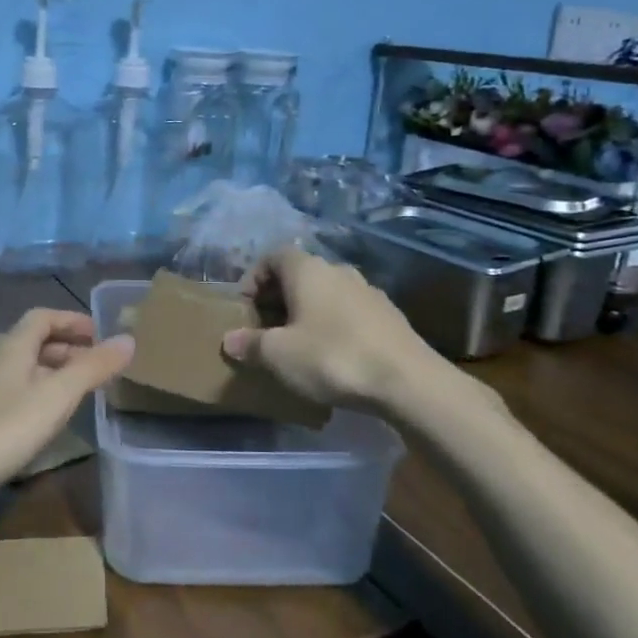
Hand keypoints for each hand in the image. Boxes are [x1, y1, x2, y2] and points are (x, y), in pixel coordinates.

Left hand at [0, 309, 132, 510]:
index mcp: (12, 348)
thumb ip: (92, 368)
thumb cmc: (2, 429)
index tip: (98, 333)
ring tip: (77, 393)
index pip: (41, 318)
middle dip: (66, 348)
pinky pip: (14, 394)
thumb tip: (128, 339)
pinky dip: (37, 396)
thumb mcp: (56, 396)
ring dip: (52, 373)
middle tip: (95, 365)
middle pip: (32, 343)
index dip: (70, 320)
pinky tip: (45, 422)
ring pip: (23, 370)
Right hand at [223, 247, 499, 417]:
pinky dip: (333, 326)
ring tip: (297, 345)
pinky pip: (349, 313)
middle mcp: (338, 270)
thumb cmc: (332, 357)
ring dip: (307, 312)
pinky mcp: (389, 316)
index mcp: (308, 270)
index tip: (245, 307)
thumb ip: (251, 344)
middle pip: (299, 274)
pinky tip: (332, 356)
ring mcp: (368, 292)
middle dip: (278, 298)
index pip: (273, 256)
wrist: (408, 381)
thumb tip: (230, 339)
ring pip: (326, 294)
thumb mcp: (279, 355)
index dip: (254, 277)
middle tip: (265, 329)